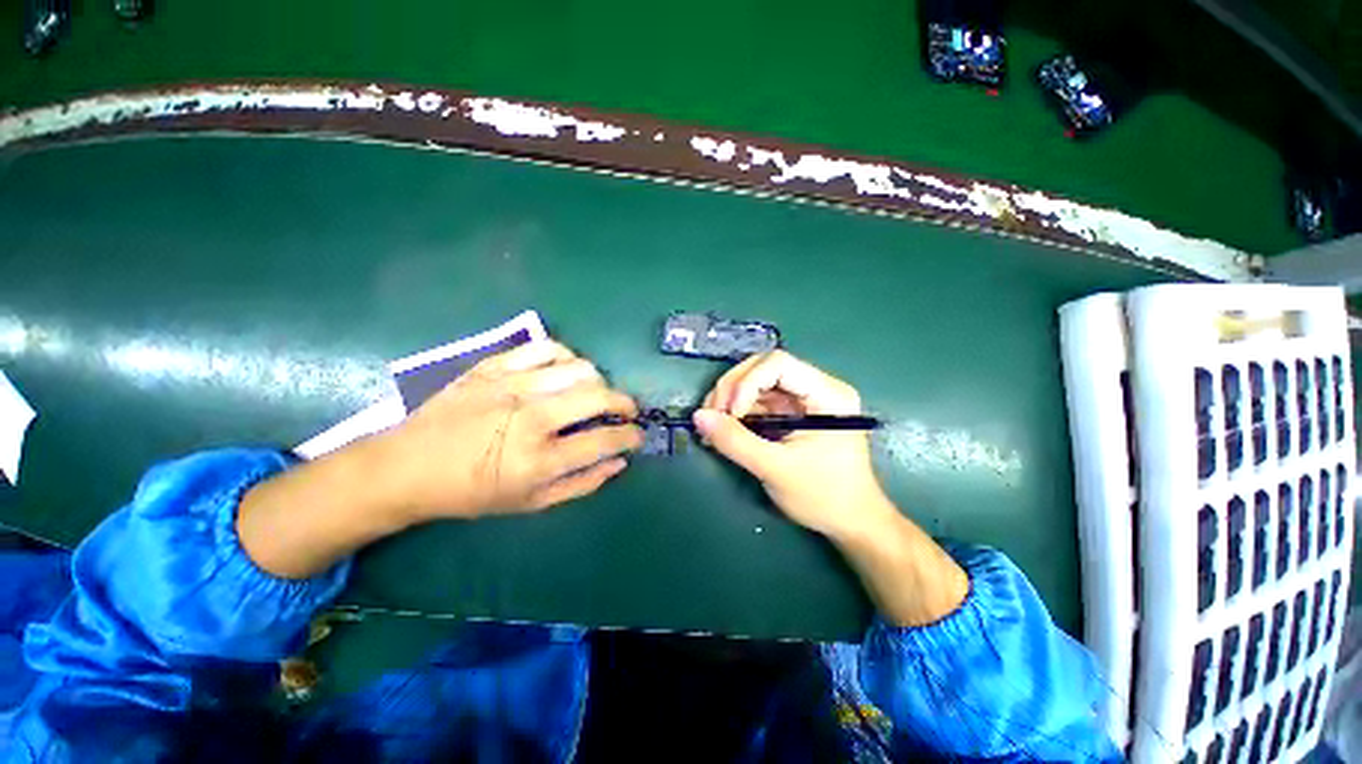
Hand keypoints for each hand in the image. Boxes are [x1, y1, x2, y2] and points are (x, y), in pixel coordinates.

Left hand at [378, 340, 642, 520]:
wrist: (408, 466)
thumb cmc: (472, 492)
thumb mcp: (531, 503)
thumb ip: (582, 483)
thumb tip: (619, 461)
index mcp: (538, 459)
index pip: (604, 440)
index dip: (630, 436)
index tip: (637, 435)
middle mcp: (530, 417)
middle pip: (598, 396)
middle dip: (624, 403)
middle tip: (626, 411)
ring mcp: (511, 386)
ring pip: (579, 368)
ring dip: (599, 381)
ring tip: (594, 392)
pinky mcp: (494, 366)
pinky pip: (547, 347)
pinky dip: (567, 356)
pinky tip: (565, 371)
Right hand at [692, 350, 893, 539]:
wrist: (850, 522)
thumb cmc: (824, 496)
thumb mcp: (776, 469)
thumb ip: (735, 441)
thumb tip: (698, 416)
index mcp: (827, 394)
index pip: (778, 363)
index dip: (747, 382)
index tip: (729, 414)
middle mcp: (816, 387)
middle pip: (764, 368)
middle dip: (732, 389)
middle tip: (712, 416)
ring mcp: (803, 400)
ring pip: (757, 383)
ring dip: (730, 400)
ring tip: (712, 425)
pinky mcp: (792, 413)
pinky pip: (758, 401)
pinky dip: (737, 412)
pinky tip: (723, 428)